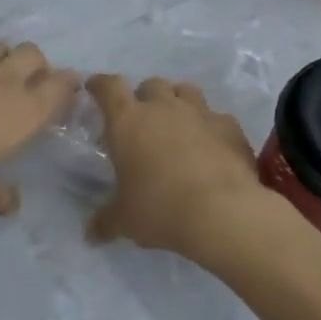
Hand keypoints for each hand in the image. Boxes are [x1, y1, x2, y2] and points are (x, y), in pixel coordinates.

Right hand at [85, 75, 268, 262]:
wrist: (222, 212)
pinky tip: (212, 145)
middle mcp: (163, 108)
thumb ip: (106, 221)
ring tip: (177, 123)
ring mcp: (200, 113)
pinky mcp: (230, 127)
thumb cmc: (161, 209)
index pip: (109, 87)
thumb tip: (90, 235)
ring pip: (186, 91)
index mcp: (128, 121)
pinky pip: (217, 117)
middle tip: (142, 120)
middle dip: (145, 97)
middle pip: (151, 84)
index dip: (100, 84)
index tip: (95, 87)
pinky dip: (211, 126)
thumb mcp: (126, 221)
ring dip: (178, 101)